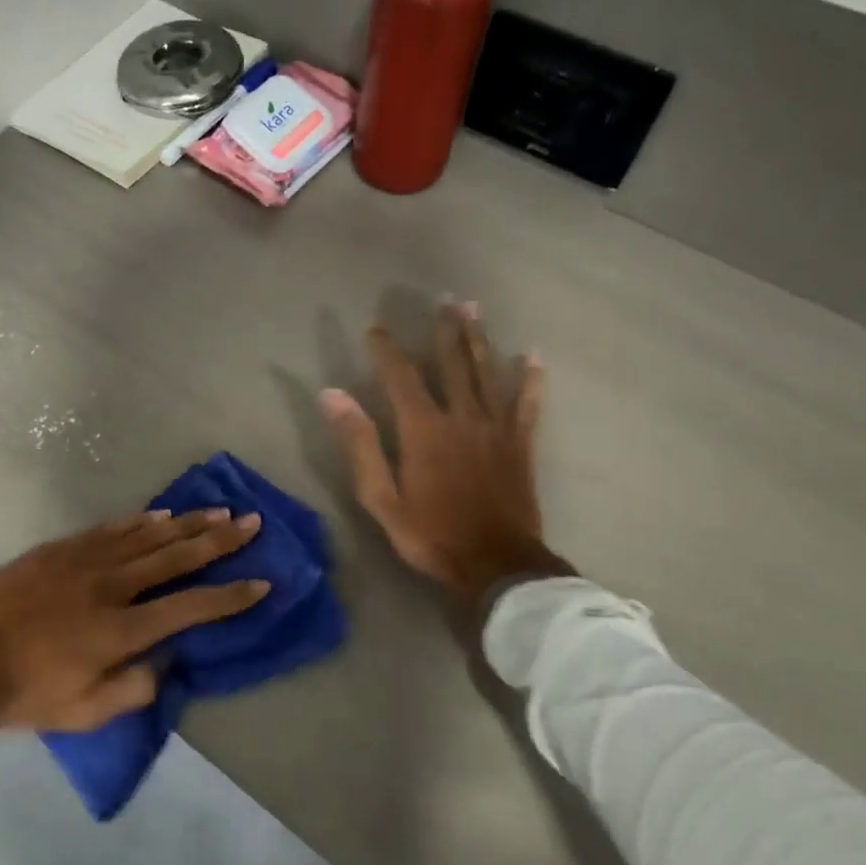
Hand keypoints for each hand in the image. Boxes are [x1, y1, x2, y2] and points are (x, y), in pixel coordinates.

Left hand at [0, 510, 269, 757]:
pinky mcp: (61, 549)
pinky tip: (161, 514)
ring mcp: (85, 561)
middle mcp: (112, 587)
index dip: (231, 596)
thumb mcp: (83, 713)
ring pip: (148, 536)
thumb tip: (167, 659)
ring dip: (188, 523)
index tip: (262, 582)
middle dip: (219, 541)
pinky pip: (111, 529)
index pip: (191, 607)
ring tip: (219, 511)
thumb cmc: (22, 693)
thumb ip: (133, 688)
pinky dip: (141, 521)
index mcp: (121, 630)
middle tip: (251, 522)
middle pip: (177, 557)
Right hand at [319, 302, 572, 606]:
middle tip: (443, 298)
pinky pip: (527, 403)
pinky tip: (533, 356)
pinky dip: (530, 379)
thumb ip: (359, 443)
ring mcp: (496, 428)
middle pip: (452, 363)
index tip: (375, 326)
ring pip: (487, 372)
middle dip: (444, 329)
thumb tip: (332, 395)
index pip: (400, 376)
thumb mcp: (381, 497)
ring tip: (473, 308)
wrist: (496, 565)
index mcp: (423, 429)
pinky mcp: (520, 444)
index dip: (386, 349)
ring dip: (479, 338)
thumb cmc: (431, 535)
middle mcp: (461, 416)